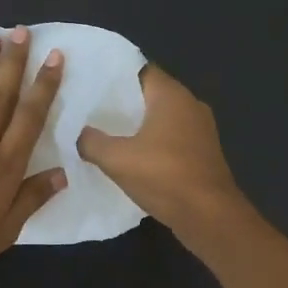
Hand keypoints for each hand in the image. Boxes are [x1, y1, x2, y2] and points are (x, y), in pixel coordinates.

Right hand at [78, 65, 243, 237]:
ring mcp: (201, 130)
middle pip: (151, 95)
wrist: (209, 216)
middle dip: (123, 102)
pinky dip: (153, 144)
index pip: (140, 70)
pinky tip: (133, 158)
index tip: (90, 83)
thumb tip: (79, 134)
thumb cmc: (164, 177)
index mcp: (172, 95)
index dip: (114, 76)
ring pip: (162, 119)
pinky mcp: (203, 154)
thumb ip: (92, 142)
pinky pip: (172, 139)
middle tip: (91, 109)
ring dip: (139, 126)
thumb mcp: (116, 159)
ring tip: (107, 133)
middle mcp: (190, 105)